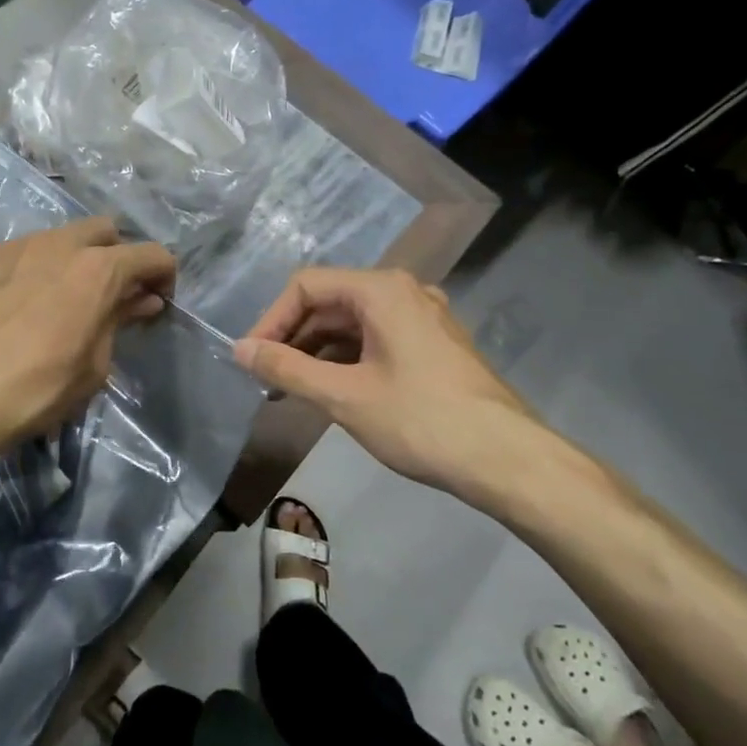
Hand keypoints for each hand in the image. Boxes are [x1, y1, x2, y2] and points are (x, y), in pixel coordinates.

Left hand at [0, 216, 175, 470]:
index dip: (164, 276)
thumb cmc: (36, 390)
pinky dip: (35, 270)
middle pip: (104, 231)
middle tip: (113, 296)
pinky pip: (21, 254)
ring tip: (64, 300)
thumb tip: (142, 300)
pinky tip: (21, 306)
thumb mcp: (93, 365)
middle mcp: (58, 244)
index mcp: (96, 269)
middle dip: (118, 256)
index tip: (159, 301)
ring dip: (75, 260)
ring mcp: (14, 247)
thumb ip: (119, 321)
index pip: (151, 254)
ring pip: (59, 238)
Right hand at [233, 267, 571, 508]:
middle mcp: (403, 292)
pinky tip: (333, 390)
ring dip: (318, 351)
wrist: (507, 459)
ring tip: (293, 389)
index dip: (271, 319)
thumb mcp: (344, 396)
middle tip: (267, 379)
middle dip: (293, 337)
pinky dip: (347, 359)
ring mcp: (423, 318)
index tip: (251, 359)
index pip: (306, 286)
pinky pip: (376, 338)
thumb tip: (239, 350)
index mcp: (381, 290)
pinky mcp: (434, 345)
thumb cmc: (420, 420)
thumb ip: (286, 369)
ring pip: (353, 322)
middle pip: (330, 301)